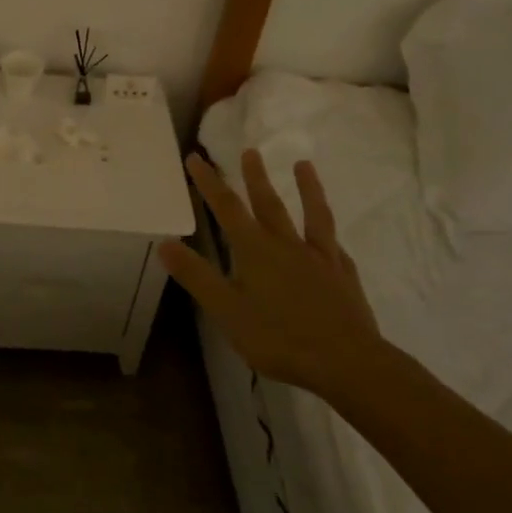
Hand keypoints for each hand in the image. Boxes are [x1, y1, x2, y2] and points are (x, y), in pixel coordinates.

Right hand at [158, 149, 380, 392]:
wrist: (346, 361)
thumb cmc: (279, 338)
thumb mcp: (227, 310)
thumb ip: (197, 276)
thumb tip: (165, 243)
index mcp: (255, 251)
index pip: (227, 209)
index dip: (209, 182)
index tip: (196, 158)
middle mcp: (287, 245)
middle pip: (268, 203)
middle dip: (254, 177)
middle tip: (250, 151)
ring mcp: (319, 258)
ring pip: (311, 215)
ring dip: (306, 188)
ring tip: (303, 164)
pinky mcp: (343, 276)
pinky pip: (334, 246)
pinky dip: (330, 235)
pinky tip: (333, 237)